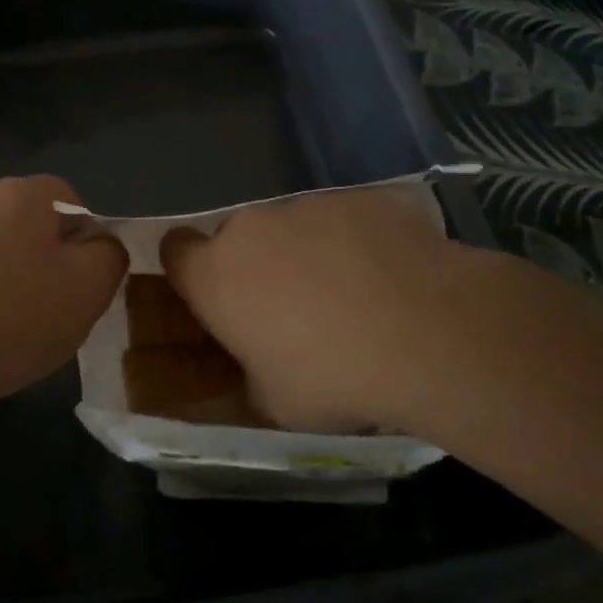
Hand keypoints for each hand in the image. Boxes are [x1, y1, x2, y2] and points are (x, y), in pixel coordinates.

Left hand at [0, 175, 125, 410]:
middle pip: (20, 223)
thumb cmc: (11, 319)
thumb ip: (108, 257)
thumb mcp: (87, 291)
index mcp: (19, 197)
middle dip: (35, 258)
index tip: (79, 280)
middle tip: (44, 308)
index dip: (81, 236)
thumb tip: (101, 244)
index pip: (65, 198)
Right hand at [161, 185, 509, 433]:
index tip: (213, 296)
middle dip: (256, 267)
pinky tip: (392, 277)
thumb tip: (255, 367)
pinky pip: (342, 219)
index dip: (189, 270)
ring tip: (353, 297)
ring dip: (306, 254)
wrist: (428, 332)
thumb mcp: (275, 404)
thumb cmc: (333, 377)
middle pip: (238, 239)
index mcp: (216, 275)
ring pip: (292, 228)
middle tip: (293, 310)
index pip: (174, 251)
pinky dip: (354, 241)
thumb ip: (248, 376)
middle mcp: (251, 228)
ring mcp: (307, 206)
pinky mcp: (358, 197)